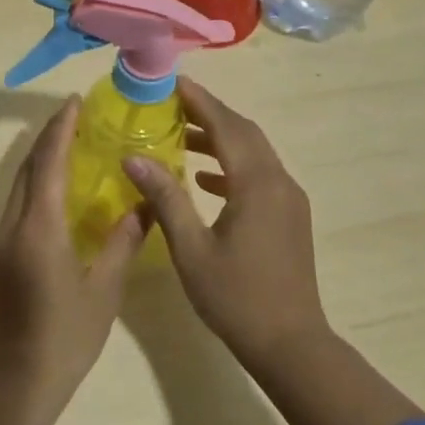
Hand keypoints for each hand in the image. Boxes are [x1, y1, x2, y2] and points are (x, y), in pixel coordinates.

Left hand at [0, 98, 145, 424]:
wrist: (16, 381)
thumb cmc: (66, 336)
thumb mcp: (103, 288)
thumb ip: (123, 241)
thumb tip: (144, 204)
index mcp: (39, 227)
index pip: (48, 162)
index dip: (61, 128)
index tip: (75, 102)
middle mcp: (13, 224)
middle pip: (29, 167)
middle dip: (50, 137)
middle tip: (79, 118)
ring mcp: (1, 240)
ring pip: (20, 185)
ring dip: (42, 159)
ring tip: (72, 144)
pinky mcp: (0, 256)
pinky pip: (19, 204)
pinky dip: (38, 184)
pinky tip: (60, 191)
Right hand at [125, 78, 424, 424]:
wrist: (290, 343)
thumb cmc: (235, 297)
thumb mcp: (191, 248)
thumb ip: (165, 197)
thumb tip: (134, 157)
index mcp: (256, 184)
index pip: (226, 125)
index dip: (199, 100)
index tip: (172, 81)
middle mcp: (278, 182)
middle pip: (244, 132)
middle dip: (209, 113)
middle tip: (172, 104)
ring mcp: (289, 199)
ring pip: (254, 153)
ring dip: (220, 139)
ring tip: (181, 135)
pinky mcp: (289, 216)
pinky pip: (259, 175)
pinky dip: (231, 166)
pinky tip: (204, 178)